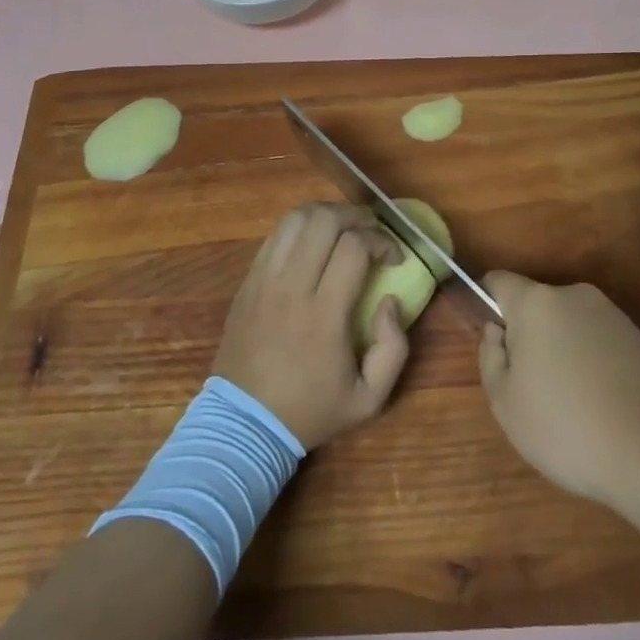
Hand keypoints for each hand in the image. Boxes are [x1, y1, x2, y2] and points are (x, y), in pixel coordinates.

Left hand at [213, 203, 409, 450]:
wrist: (244, 424)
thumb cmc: (310, 410)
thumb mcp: (369, 400)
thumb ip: (394, 348)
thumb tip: (390, 301)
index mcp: (323, 314)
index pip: (354, 247)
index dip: (382, 241)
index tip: (395, 258)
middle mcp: (291, 287)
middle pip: (323, 220)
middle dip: (356, 216)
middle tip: (372, 232)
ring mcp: (264, 280)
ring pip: (295, 219)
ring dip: (326, 215)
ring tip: (344, 230)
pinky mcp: (247, 281)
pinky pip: (275, 236)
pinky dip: (300, 229)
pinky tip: (314, 244)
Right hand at [478, 272, 639, 508]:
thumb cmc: (567, 427)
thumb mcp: (505, 403)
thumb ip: (490, 357)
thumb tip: (497, 331)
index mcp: (535, 302)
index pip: (499, 282)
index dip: (488, 305)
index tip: (494, 345)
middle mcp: (573, 294)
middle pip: (536, 306)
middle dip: (528, 337)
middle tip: (531, 389)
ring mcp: (611, 313)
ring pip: (568, 325)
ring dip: (561, 352)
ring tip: (571, 406)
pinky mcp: (639, 337)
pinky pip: (598, 341)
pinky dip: (591, 363)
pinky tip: (600, 406)